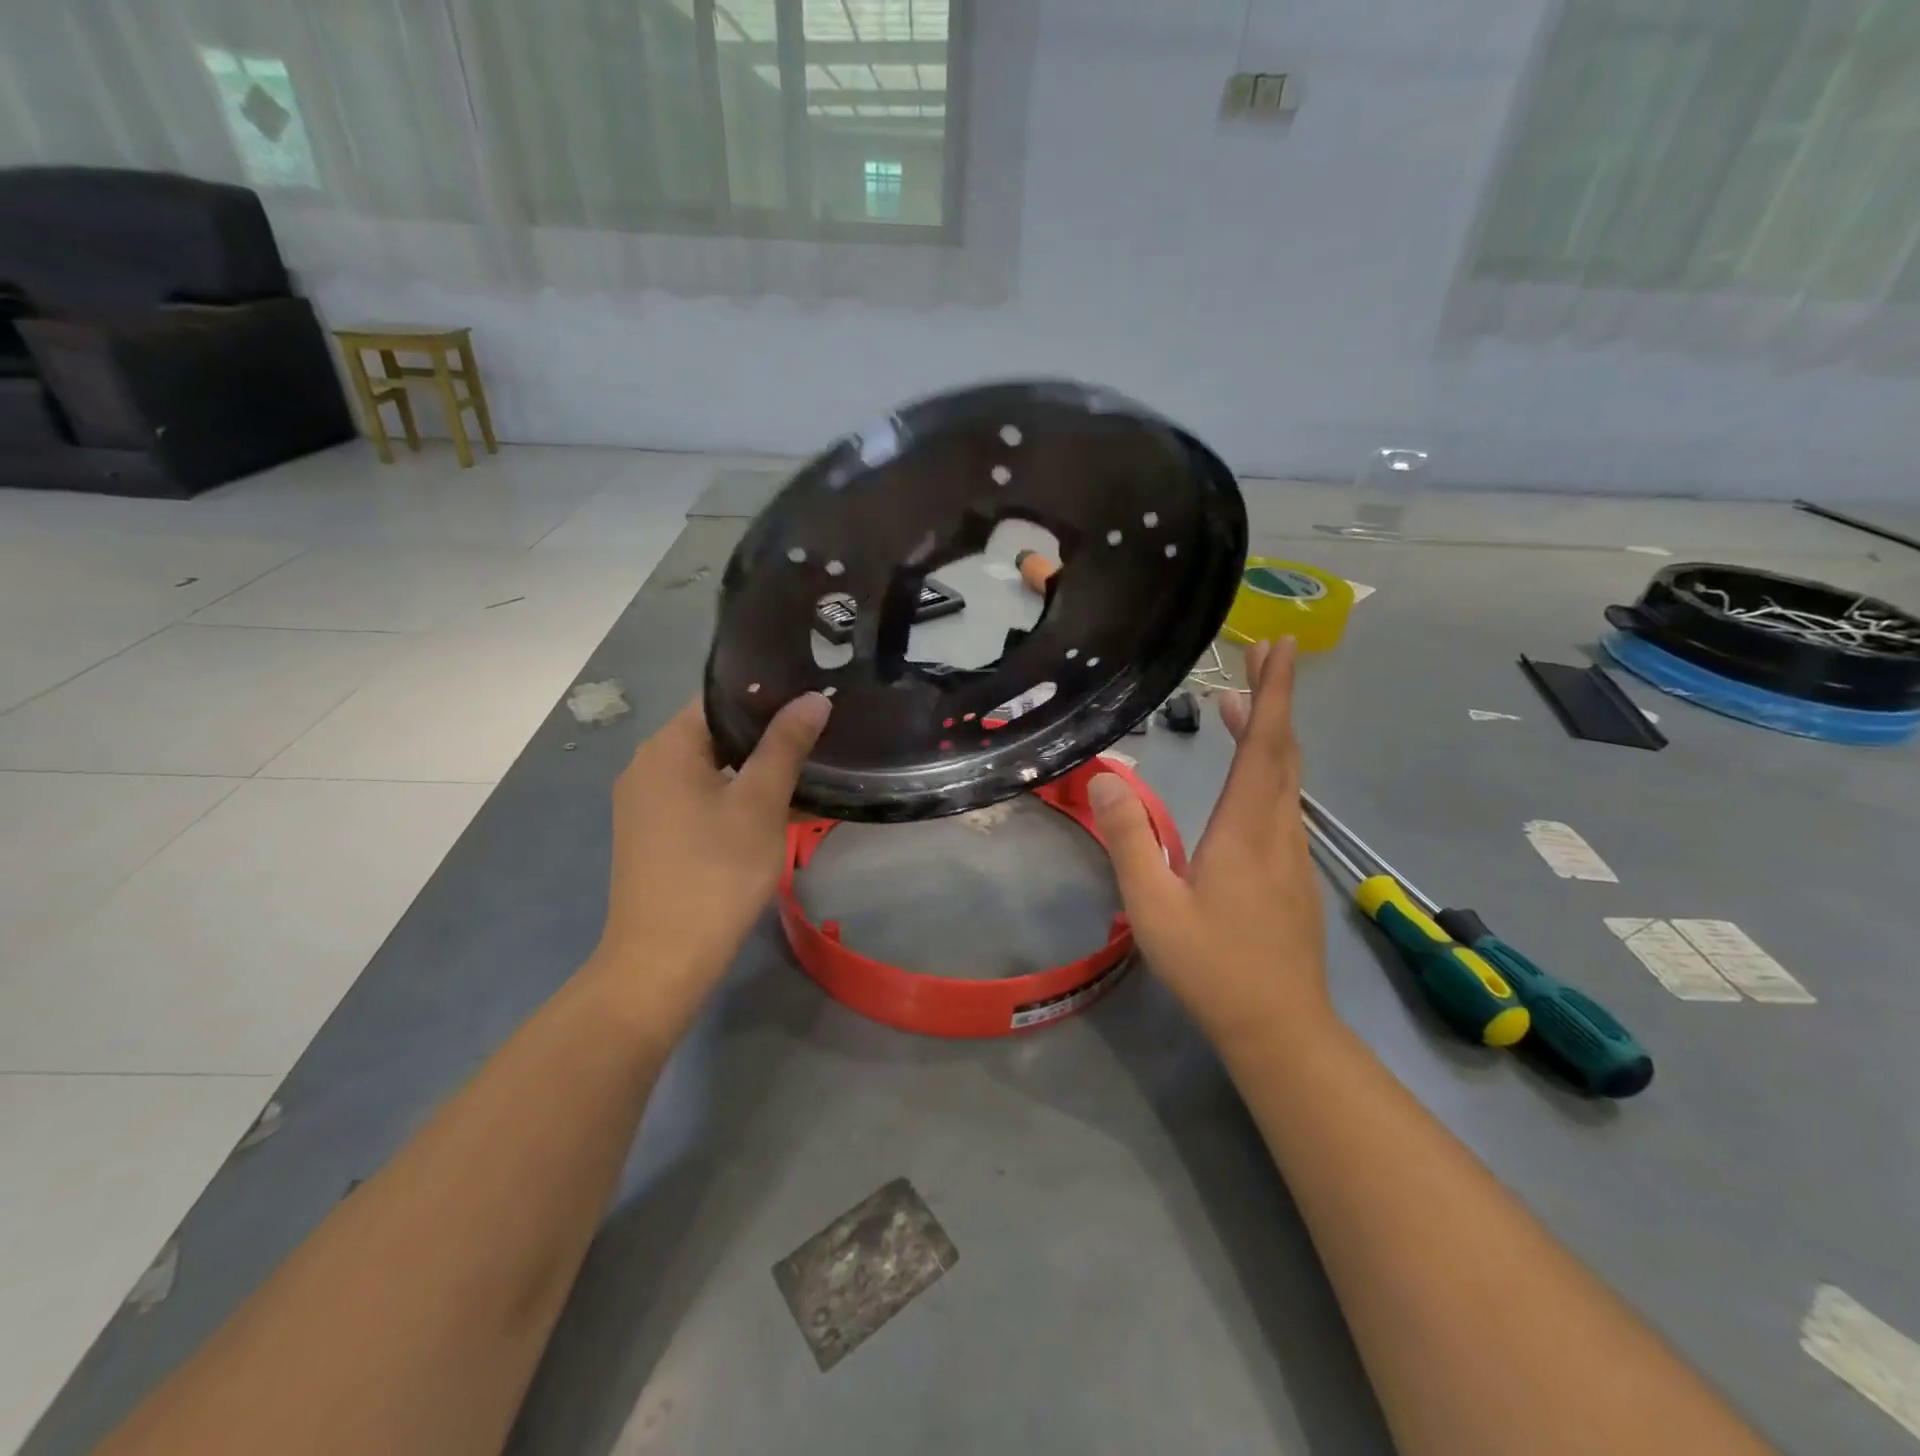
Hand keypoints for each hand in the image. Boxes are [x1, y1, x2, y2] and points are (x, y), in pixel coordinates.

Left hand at [588, 693, 830, 1035]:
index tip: (810, 700)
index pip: (719, 699)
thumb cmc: (716, 871)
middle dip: (765, 736)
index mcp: (666, 747)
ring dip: (752, 770)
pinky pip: (698, 798)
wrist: (663, 960)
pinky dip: (733, 797)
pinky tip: (772, 811)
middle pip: (714, 733)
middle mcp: (646, 766)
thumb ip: (785, 746)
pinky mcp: (652, 834)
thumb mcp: (760, 804)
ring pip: (709, 769)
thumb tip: (813, 698)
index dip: (766, 695)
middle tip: (817, 737)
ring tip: (804, 772)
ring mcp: (644, 803)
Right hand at [1089, 639, 1329, 1048]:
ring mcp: (1292, 853)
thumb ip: (1130, 840)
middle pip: (1283, 751)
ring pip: (1286, 778)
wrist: (1280, 1027)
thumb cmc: (1213, 966)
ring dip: (1268, 734)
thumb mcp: (1154, 905)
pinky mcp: (1293, 874)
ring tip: (1237, 705)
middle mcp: (1278, 830)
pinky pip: (1284, 803)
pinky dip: (1267, 769)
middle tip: (1261, 654)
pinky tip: (1244, 778)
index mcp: (1246, 829)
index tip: (1278, 646)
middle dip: (1274, 698)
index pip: (1266, 746)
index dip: (1273, 692)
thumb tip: (1107, 777)